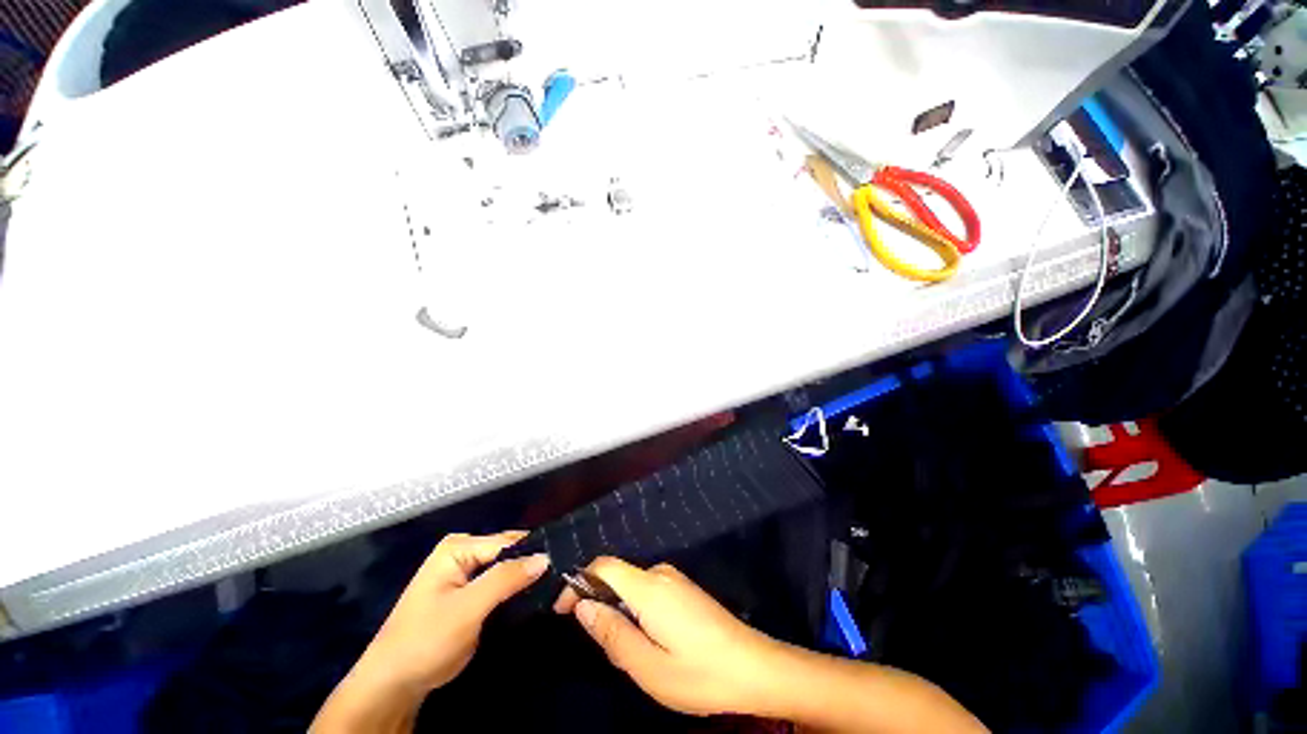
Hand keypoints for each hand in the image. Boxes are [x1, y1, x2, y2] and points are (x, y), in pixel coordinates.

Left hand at [352, 531, 548, 697]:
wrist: (395, 683)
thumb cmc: (425, 640)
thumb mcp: (467, 609)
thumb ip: (505, 579)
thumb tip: (545, 557)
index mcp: (458, 547)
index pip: (508, 541)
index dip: (534, 553)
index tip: (562, 564)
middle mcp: (464, 553)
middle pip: (509, 552)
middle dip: (531, 565)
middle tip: (560, 577)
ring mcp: (467, 574)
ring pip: (508, 569)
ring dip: (526, 579)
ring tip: (554, 586)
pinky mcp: (471, 594)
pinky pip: (501, 584)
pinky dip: (516, 591)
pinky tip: (535, 596)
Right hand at [553, 557, 784, 716]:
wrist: (755, 667)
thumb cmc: (700, 673)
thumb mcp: (648, 667)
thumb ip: (612, 634)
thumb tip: (583, 607)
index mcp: (649, 587)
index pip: (604, 566)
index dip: (578, 582)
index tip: (562, 611)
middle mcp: (661, 574)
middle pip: (617, 576)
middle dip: (599, 605)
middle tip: (603, 648)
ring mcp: (675, 579)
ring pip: (632, 587)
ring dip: (619, 612)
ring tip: (629, 653)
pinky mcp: (684, 589)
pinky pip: (648, 592)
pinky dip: (636, 611)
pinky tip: (651, 642)